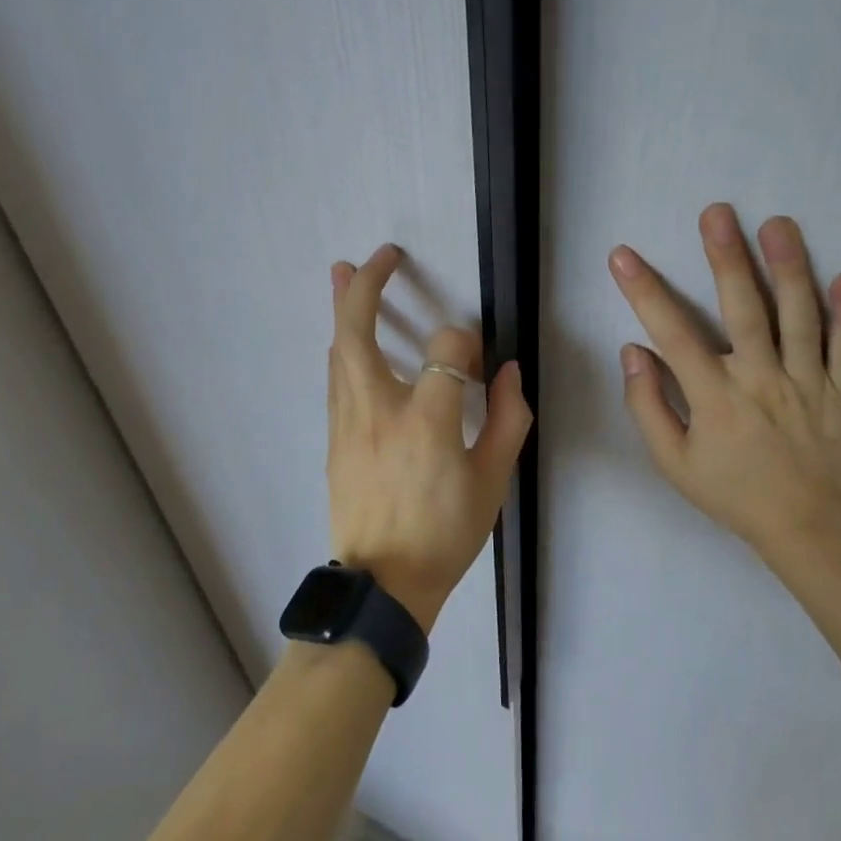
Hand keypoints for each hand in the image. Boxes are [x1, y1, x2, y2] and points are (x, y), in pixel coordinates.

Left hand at [325, 244, 532, 633]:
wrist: (382, 585)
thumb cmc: (444, 534)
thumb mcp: (493, 482)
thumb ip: (506, 419)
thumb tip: (506, 373)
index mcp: (426, 420)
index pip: (446, 350)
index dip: (465, 344)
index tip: (476, 363)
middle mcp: (378, 410)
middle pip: (358, 331)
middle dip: (366, 287)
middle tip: (379, 256)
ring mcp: (348, 422)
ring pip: (338, 351)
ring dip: (342, 308)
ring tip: (341, 270)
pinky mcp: (333, 438)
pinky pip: (336, 379)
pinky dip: (342, 348)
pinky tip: (345, 337)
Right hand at [609, 206, 840, 558]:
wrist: (807, 528)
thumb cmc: (732, 491)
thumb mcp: (673, 462)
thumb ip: (648, 406)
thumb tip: (632, 352)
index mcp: (715, 397)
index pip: (673, 335)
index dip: (644, 292)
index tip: (623, 256)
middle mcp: (761, 380)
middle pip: (744, 310)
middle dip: (727, 258)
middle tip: (718, 213)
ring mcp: (810, 384)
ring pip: (800, 317)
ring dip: (789, 268)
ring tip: (779, 224)